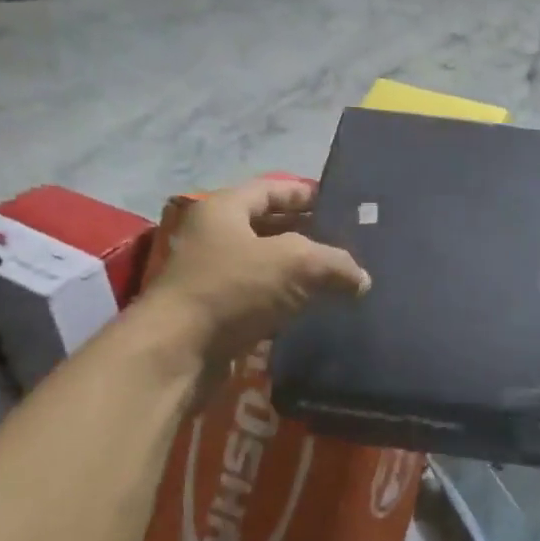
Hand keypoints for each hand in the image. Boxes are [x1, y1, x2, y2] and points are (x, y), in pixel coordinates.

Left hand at [148, 177, 369, 365]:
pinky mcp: (216, 312)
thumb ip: (336, 264)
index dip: (306, 194)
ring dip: (298, 270)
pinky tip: (313, 308)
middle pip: (268, 226)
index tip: (339, 205)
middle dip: (307, 232)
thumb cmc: (233, 288)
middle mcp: (214, 236)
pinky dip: (285, 299)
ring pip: (265, 264)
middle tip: (346, 242)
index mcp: (225, 209)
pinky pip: (259, 296)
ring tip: (337, 276)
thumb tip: (362, 280)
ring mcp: (212, 276)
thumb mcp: (296, 263)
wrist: (177, 352)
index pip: (271, 188)